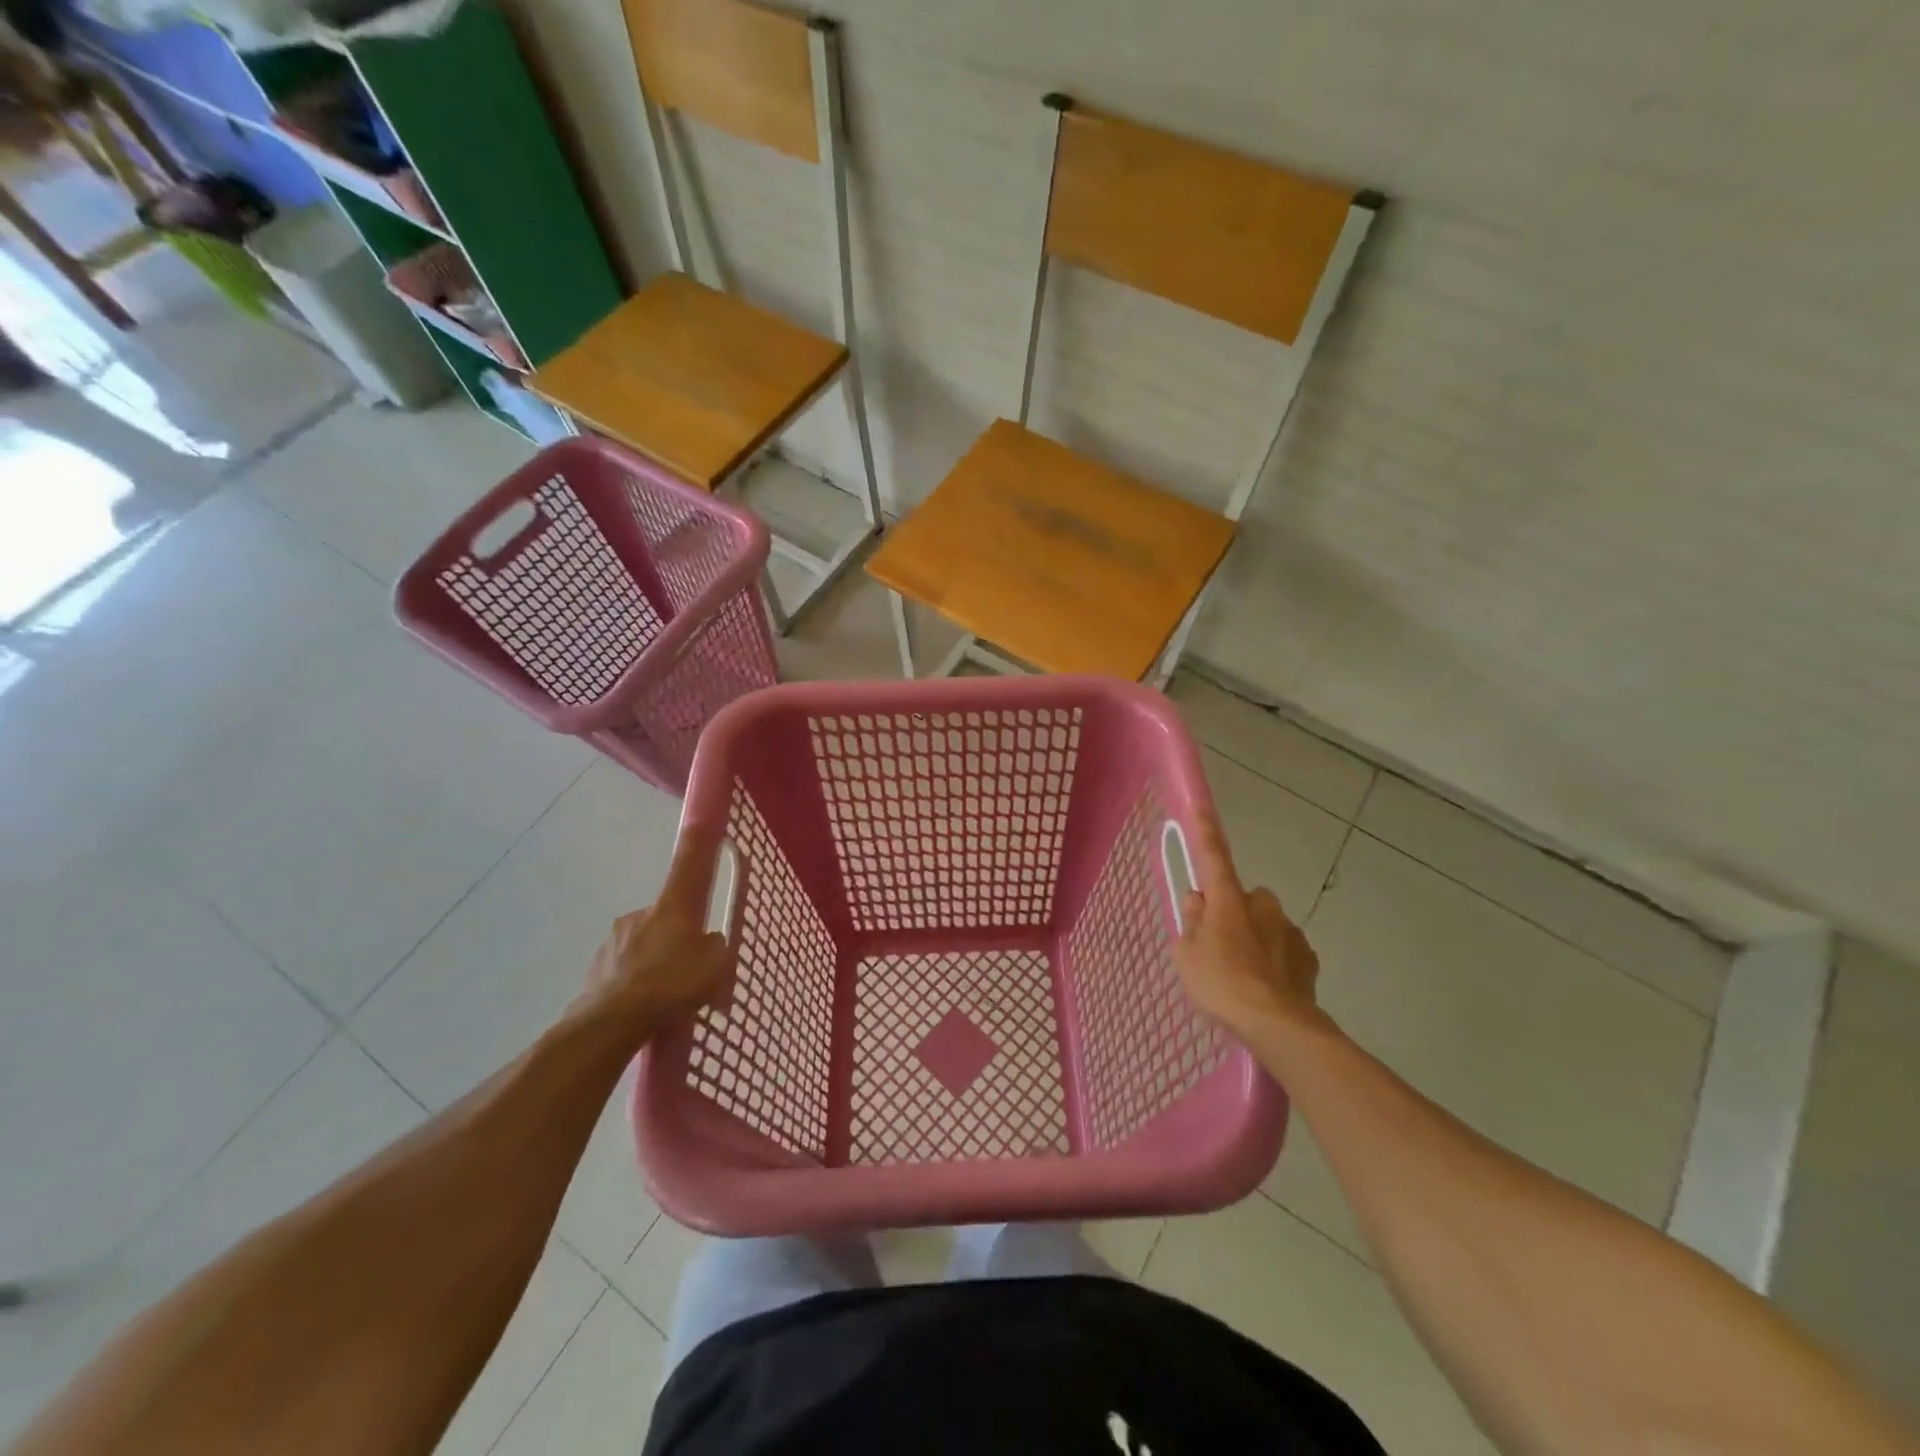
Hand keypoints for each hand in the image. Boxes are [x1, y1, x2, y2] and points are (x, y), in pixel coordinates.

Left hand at [574, 832, 732, 1039]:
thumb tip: (709, 941)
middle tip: (689, 967)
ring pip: (643, 943)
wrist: (611, 1022)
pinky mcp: (596, 967)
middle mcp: (641, 913)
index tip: (699, 821)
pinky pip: (625, 969)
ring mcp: (614, 939)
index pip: (689, 866)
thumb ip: (717, 947)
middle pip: (667, 915)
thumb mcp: (715, 966)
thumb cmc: (672, 985)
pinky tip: (643, 1006)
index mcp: (673, 907)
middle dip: (676, 934)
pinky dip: (635, 981)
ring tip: (664, 996)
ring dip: (654, 960)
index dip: (697, 843)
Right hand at [1172, 806, 1322, 1038]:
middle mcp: (1262, 907)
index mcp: (1228, 901)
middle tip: (1218, 943)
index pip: (1213, 858)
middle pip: (1243, 898)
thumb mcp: (1186, 956)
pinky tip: (1266, 985)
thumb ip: (1191, 923)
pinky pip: (1284, 949)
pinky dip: (1274, 960)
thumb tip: (1198, 901)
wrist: (1278, 1025)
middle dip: (1233, 912)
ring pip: (1265, 923)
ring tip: (1243, 973)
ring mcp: (1289, 930)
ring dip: (1254, 937)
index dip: (1206, 834)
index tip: (1201, 810)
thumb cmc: (1221, 984)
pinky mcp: (1308, 957)